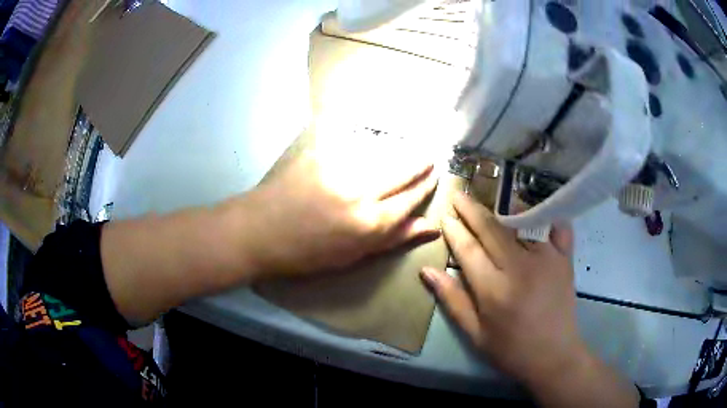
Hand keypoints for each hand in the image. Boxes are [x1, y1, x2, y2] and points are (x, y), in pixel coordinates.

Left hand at [243, 144, 439, 277]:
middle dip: (419, 163)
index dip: (425, 186)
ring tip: (407, 149)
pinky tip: (372, 143)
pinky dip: (365, 143)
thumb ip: (393, 239)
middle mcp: (360, 192)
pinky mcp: (320, 154)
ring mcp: (339, 169)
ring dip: (397, 151)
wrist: (260, 232)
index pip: (410, 199)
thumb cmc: (307, 253)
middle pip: (401, 171)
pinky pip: (351, 143)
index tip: (434, 176)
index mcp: (371, 223)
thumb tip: (429, 227)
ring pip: (381, 154)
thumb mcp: (353, 256)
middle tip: (430, 156)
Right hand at [420, 192, 582, 384]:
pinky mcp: (565, 259)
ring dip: (504, 207)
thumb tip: (427, 271)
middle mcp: (520, 267)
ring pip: (522, 222)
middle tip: (459, 195)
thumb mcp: (475, 333)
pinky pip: (557, 228)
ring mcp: (546, 259)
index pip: (468, 249)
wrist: (554, 356)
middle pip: (491, 229)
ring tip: (491, 197)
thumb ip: (452, 300)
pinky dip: (547, 215)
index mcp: (494, 289)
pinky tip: (537, 211)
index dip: (454, 230)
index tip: (445, 216)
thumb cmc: (511, 349)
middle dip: (471, 209)